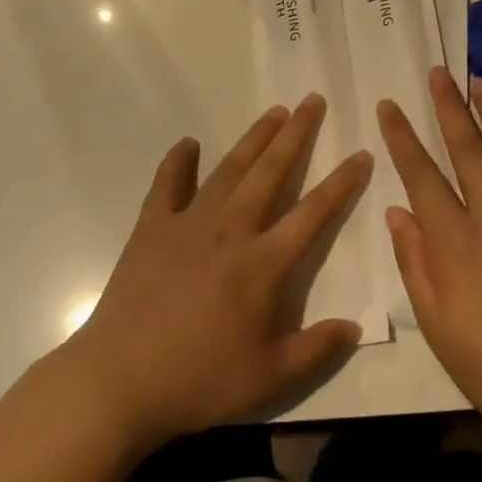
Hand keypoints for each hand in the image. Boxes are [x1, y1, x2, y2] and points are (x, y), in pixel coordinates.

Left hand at [62, 95, 371, 451]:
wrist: (120, 380)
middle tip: (312, 100)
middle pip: (271, 172)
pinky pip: (167, 184)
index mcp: (263, 265)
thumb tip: (355, 326)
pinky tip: (188, 143)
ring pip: (229, 169)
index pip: (313, 213)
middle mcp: (231, 230)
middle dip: (296, 134)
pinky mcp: (152, 226)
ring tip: (274, 111)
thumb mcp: (269, 379)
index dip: (341, 183)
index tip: (361, 153)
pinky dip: (178, 161)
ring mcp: (188, 223)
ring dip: (254, 138)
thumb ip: (316, 348)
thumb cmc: (199, 381)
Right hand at [379, 69, 481, 458]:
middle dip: (449, 108)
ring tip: (481, 83)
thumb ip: (415, 260)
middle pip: (468, 150)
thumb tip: (396, 212)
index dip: (402, 137)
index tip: (390, 106)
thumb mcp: (434, 320)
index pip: (421, 174)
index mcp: (455, 239)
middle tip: (439, 73)